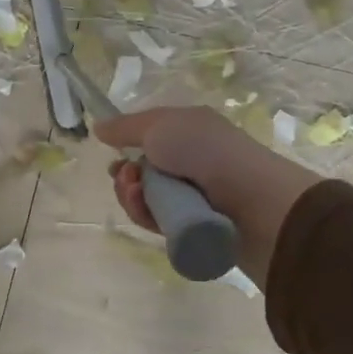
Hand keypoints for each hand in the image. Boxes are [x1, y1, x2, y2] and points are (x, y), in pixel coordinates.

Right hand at [95, 105, 321, 284]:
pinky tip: (146, 211)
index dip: (127, 146)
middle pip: (142, 172)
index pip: (149, 139)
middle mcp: (190, 163)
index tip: (112, 154)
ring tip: (136, 193)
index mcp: (188, 133)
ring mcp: (191, 197)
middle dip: (125, 175)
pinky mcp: (191, 227)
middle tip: (126, 177)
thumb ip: (126, 127)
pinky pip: (156, 222)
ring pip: (145, 199)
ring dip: (131, 196)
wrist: (253, 202)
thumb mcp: (161, 126)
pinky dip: (145, 216)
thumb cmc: (206, 151)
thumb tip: (99, 127)